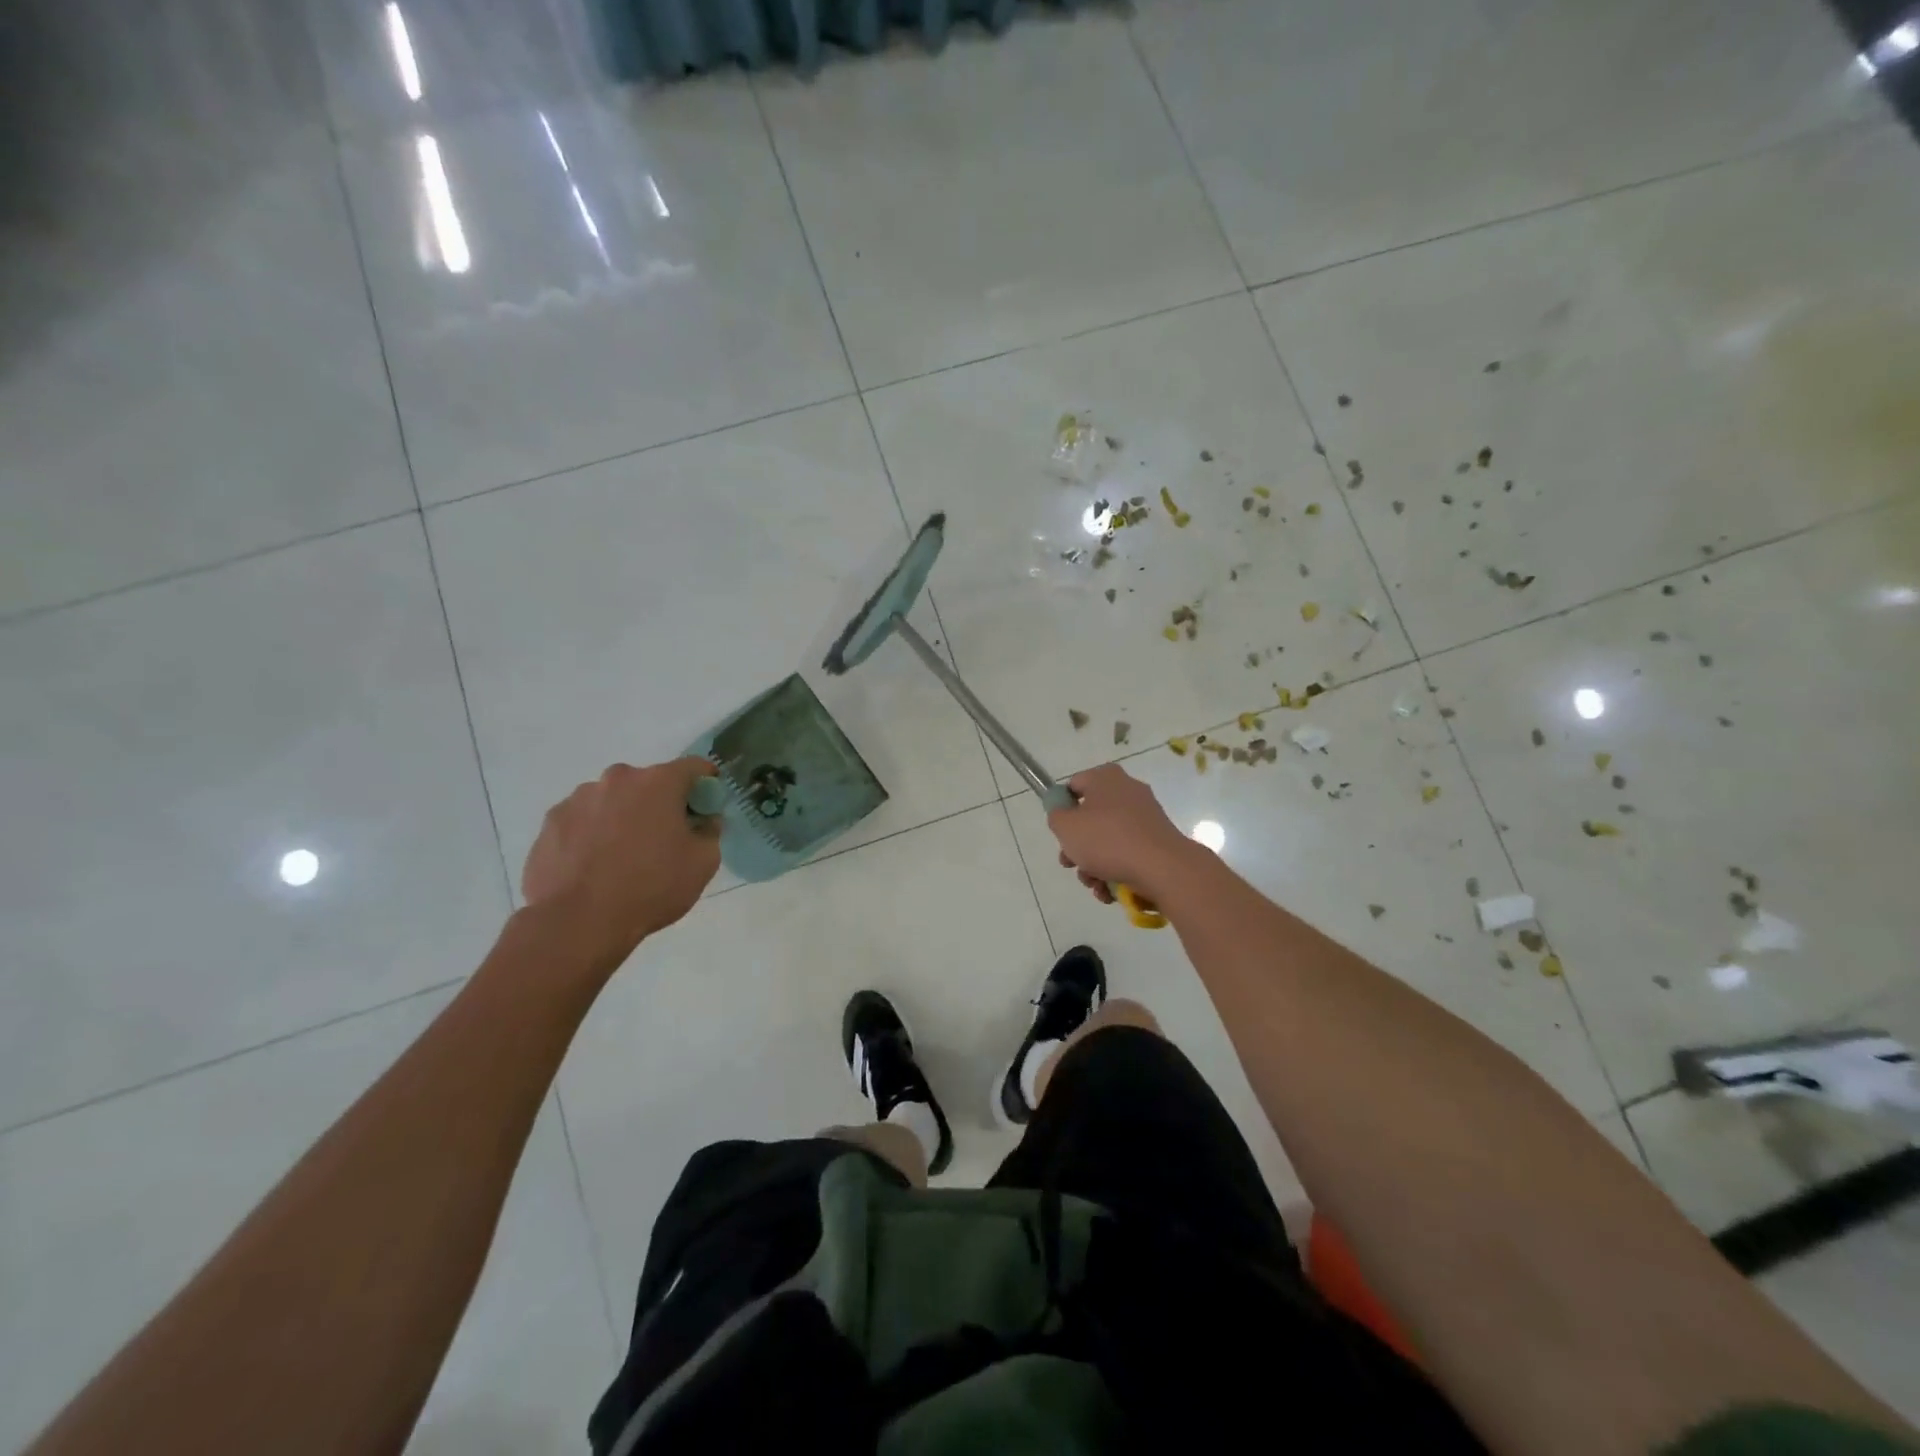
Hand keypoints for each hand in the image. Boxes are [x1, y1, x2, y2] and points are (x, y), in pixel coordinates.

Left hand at [522, 758, 721, 968]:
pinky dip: (592, 834)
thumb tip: (705, 821)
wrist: (577, 922)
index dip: (705, 782)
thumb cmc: (651, 887)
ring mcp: (578, 799)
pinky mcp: (550, 823)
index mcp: (658, 782)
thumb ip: (710, 832)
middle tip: (663, 838)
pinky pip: (582, 821)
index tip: (707, 804)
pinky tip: (593, 866)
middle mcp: (617, 779)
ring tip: (621, 857)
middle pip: (648, 783)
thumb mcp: (703, 864)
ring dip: (622, 817)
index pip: (693, 767)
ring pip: (612, 801)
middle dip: (659, 803)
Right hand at [1047, 763, 1201, 907]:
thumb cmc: (1108, 840)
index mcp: (1106, 778)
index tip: (1060, 832)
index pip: (1074, 786)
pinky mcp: (1157, 840)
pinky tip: (1110, 890)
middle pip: (1091, 817)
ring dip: (1094, 864)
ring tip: (1094, 884)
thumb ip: (1056, 816)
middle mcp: (1127, 791)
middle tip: (1071, 864)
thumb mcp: (1065, 826)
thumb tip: (1064, 813)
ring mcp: (1145, 816)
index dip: (1062, 809)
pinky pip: (1128, 852)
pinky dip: (1116, 870)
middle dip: (1077, 846)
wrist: (1162, 868)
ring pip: (1108, 839)